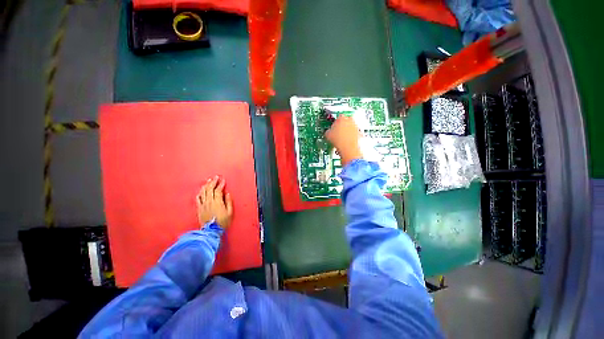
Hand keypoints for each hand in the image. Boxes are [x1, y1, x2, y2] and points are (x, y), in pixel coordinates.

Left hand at [196, 176, 232, 228]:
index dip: (220, 184)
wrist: (211, 231)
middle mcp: (209, 202)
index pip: (218, 190)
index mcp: (217, 202)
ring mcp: (203, 205)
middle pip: (210, 189)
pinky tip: (201, 190)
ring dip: (206, 185)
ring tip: (208, 181)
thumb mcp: (229, 212)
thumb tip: (227, 194)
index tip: (223, 180)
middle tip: (215, 177)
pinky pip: (198, 198)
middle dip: (213, 182)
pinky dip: (200, 193)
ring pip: (203, 192)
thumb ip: (228, 202)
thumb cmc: (222, 222)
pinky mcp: (199, 208)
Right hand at [325, 115, 362, 165]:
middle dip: (342, 126)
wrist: (349, 148)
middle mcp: (350, 120)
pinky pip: (355, 134)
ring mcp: (356, 127)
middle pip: (346, 121)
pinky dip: (352, 137)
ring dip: (347, 132)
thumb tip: (328, 132)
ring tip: (342, 139)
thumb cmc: (339, 140)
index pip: (337, 117)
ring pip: (351, 128)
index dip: (335, 123)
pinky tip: (347, 143)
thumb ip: (328, 131)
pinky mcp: (360, 133)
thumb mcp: (327, 135)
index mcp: (341, 118)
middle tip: (337, 133)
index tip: (333, 127)